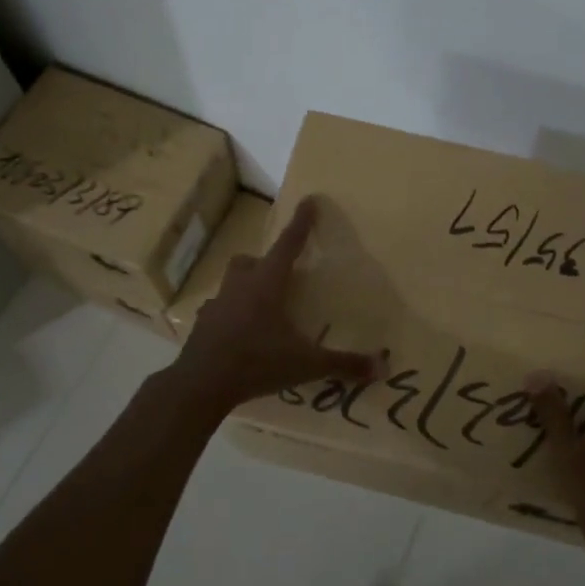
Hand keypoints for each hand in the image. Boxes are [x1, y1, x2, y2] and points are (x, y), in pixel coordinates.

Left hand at [171, 197, 380, 414]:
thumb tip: (383, 368)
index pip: (288, 245)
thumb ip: (343, 363)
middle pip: (249, 261)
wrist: (201, 384)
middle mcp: (240, 287)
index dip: (301, 223)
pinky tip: (239, 335)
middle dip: (264, 262)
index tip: (309, 200)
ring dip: (245, 288)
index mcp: (267, 284)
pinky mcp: (202, 326)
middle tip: (280, 276)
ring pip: (231, 283)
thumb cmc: (257, 362)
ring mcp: (217, 305)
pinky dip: (229, 316)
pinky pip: (217, 312)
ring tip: (261, 308)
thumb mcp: (305, 364)